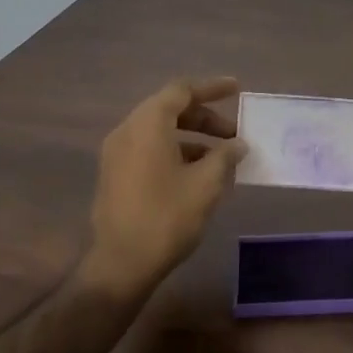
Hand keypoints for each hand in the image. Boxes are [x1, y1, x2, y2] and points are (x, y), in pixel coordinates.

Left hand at [84, 76, 245, 298]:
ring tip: (221, 157)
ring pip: (159, 131)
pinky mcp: (115, 175)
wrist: (121, 264)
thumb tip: (237, 144)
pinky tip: (198, 175)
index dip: (212, 88)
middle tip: (234, 133)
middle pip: (169, 109)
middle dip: (204, 117)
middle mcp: (128, 131)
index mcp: (148, 124)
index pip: (182, 90)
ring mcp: (117, 154)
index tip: (237, 89)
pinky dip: (175, 152)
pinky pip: (149, 150)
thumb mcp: (205, 184)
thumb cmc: (166, 216)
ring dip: (192, 137)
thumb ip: (224, 156)